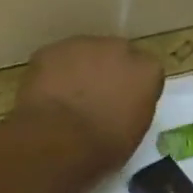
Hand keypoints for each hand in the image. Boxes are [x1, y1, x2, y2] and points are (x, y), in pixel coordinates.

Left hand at [14, 36, 163, 174]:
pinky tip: (46, 97)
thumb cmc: (103, 147)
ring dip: (79, 70)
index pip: (147, 72)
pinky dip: (52, 74)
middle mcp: (118, 49)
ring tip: (66, 99)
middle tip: (95, 98)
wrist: (59, 140)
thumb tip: (122, 107)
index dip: (133, 88)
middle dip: (108, 72)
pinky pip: (55, 60)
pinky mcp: (50, 50)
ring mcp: (82, 45)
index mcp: (146, 71)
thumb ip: (132, 108)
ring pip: (83, 54)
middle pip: (116, 55)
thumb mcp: (133, 134)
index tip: (124, 104)